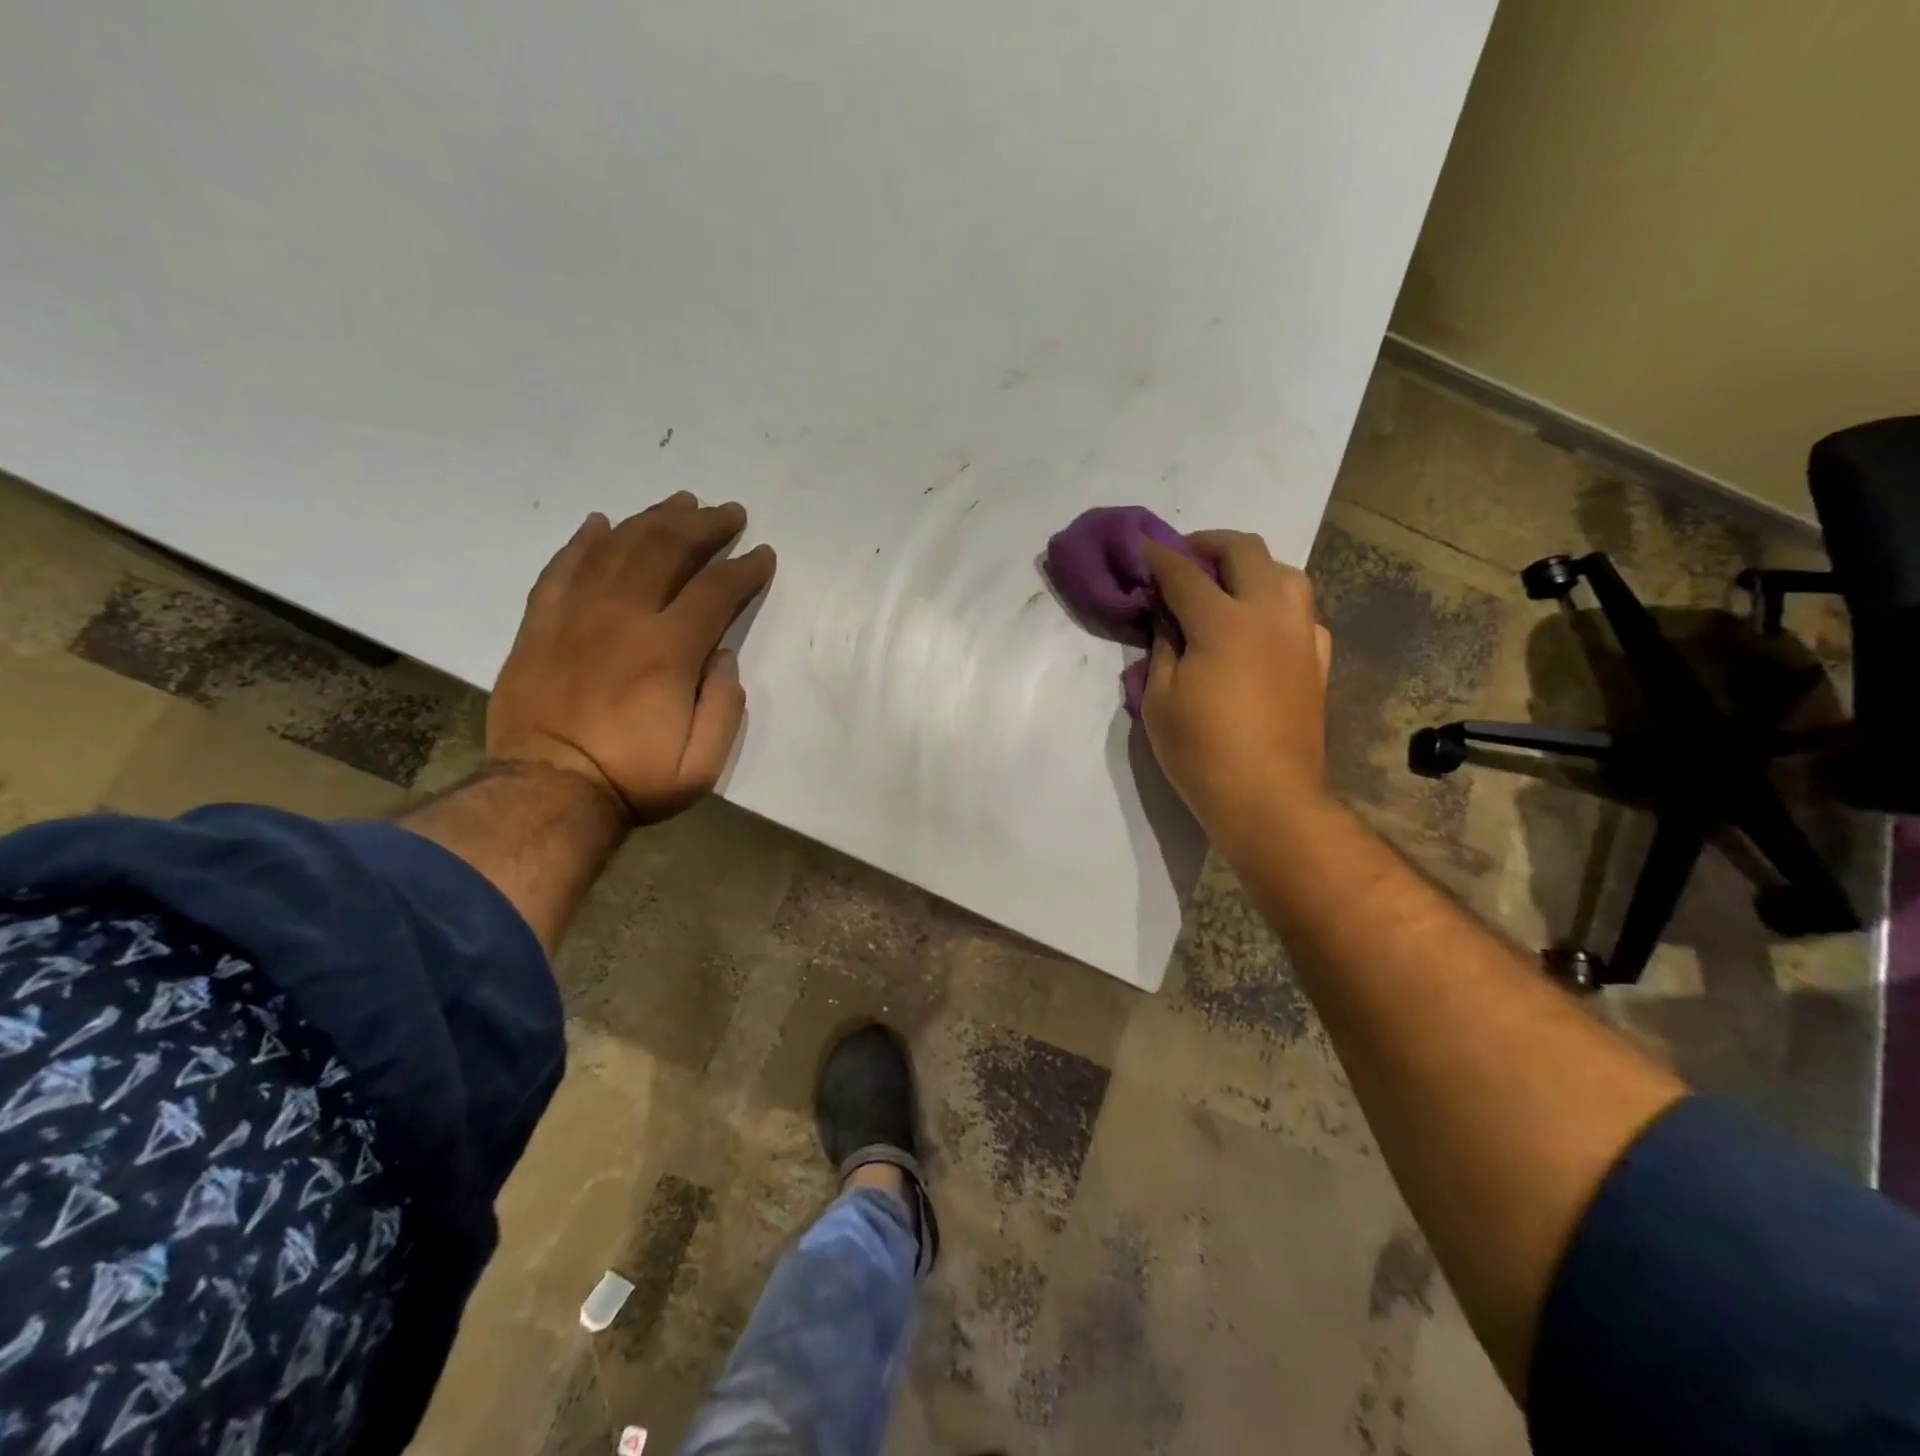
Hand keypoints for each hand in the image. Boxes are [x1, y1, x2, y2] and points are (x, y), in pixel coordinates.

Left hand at [488, 493, 776, 823]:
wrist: (547, 793)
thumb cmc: (633, 781)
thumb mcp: (702, 765)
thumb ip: (724, 706)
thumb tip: (722, 655)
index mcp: (667, 652)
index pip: (714, 590)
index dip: (744, 568)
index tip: (763, 555)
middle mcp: (621, 618)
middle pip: (666, 550)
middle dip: (704, 526)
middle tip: (729, 513)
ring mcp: (574, 615)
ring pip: (617, 546)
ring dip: (653, 519)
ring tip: (680, 502)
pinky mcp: (540, 624)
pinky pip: (562, 567)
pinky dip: (584, 541)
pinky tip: (601, 522)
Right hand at [1141, 530, 1332, 846]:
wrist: (1269, 798)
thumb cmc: (1202, 752)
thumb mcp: (1159, 700)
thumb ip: (1163, 647)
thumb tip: (1168, 618)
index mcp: (1224, 622)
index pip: (1184, 572)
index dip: (1159, 556)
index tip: (1143, 544)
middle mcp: (1270, 613)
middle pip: (1245, 551)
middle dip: (1209, 543)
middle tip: (1183, 557)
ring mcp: (1301, 633)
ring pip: (1284, 571)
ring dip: (1249, 566)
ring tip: (1223, 584)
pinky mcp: (1317, 658)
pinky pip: (1300, 609)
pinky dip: (1274, 601)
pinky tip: (1258, 623)